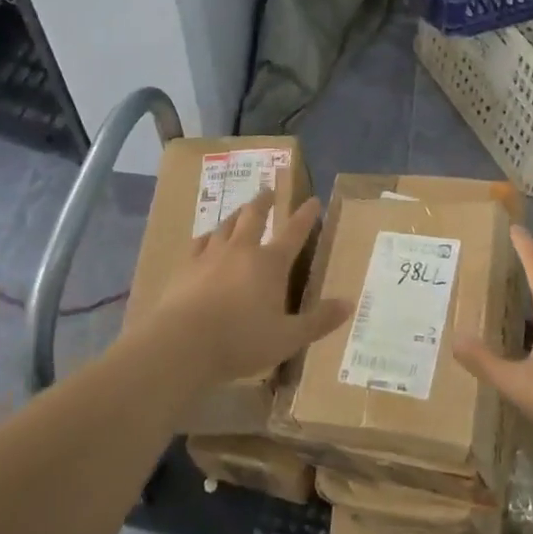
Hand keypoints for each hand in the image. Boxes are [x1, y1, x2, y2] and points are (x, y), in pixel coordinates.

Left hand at [132, 191, 346, 389]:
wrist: (183, 343)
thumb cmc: (241, 341)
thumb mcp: (288, 338)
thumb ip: (319, 321)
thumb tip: (349, 303)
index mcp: (270, 264)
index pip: (294, 233)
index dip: (306, 216)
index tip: (313, 200)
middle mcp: (242, 250)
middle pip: (254, 216)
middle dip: (264, 201)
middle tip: (269, 191)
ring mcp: (210, 255)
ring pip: (226, 225)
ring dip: (237, 214)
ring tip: (241, 209)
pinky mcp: (185, 266)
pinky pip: (199, 242)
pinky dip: (208, 236)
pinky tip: (207, 238)